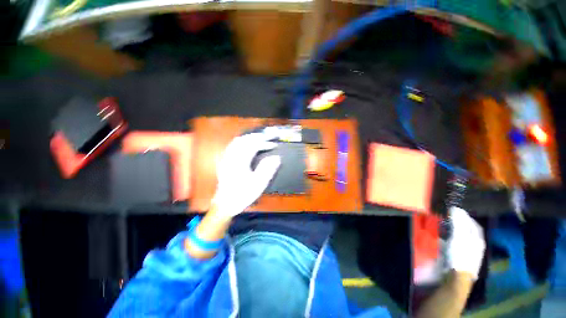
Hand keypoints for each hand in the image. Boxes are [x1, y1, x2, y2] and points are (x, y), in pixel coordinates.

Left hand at [212, 132, 280, 217]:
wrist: (225, 204)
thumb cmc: (242, 194)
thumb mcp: (258, 183)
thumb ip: (268, 169)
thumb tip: (277, 157)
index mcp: (240, 161)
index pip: (253, 144)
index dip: (265, 141)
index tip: (274, 143)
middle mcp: (232, 156)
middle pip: (245, 139)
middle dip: (258, 136)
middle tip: (269, 138)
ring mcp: (227, 158)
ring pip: (238, 141)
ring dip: (251, 138)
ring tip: (261, 140)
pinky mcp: (225, 161)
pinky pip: (234, 146)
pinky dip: (243, 143)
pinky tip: (248, 146)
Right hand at [446, 207, 485, 279]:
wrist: (457, 276)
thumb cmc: (460, 254)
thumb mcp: (459, 236)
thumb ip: (458, 222)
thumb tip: (455, 209)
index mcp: (478, 239)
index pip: (474, 224)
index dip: (466, 216)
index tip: (455, 211)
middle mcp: (476, 245)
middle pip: (469, 231)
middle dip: (459, 224)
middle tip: (447, 218)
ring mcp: (469, 253)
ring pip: (462, 238)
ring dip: (454, 231)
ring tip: (443, 227)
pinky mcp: (461, 258)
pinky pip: (456, 245)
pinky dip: (450, 240)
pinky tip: (443, 239)